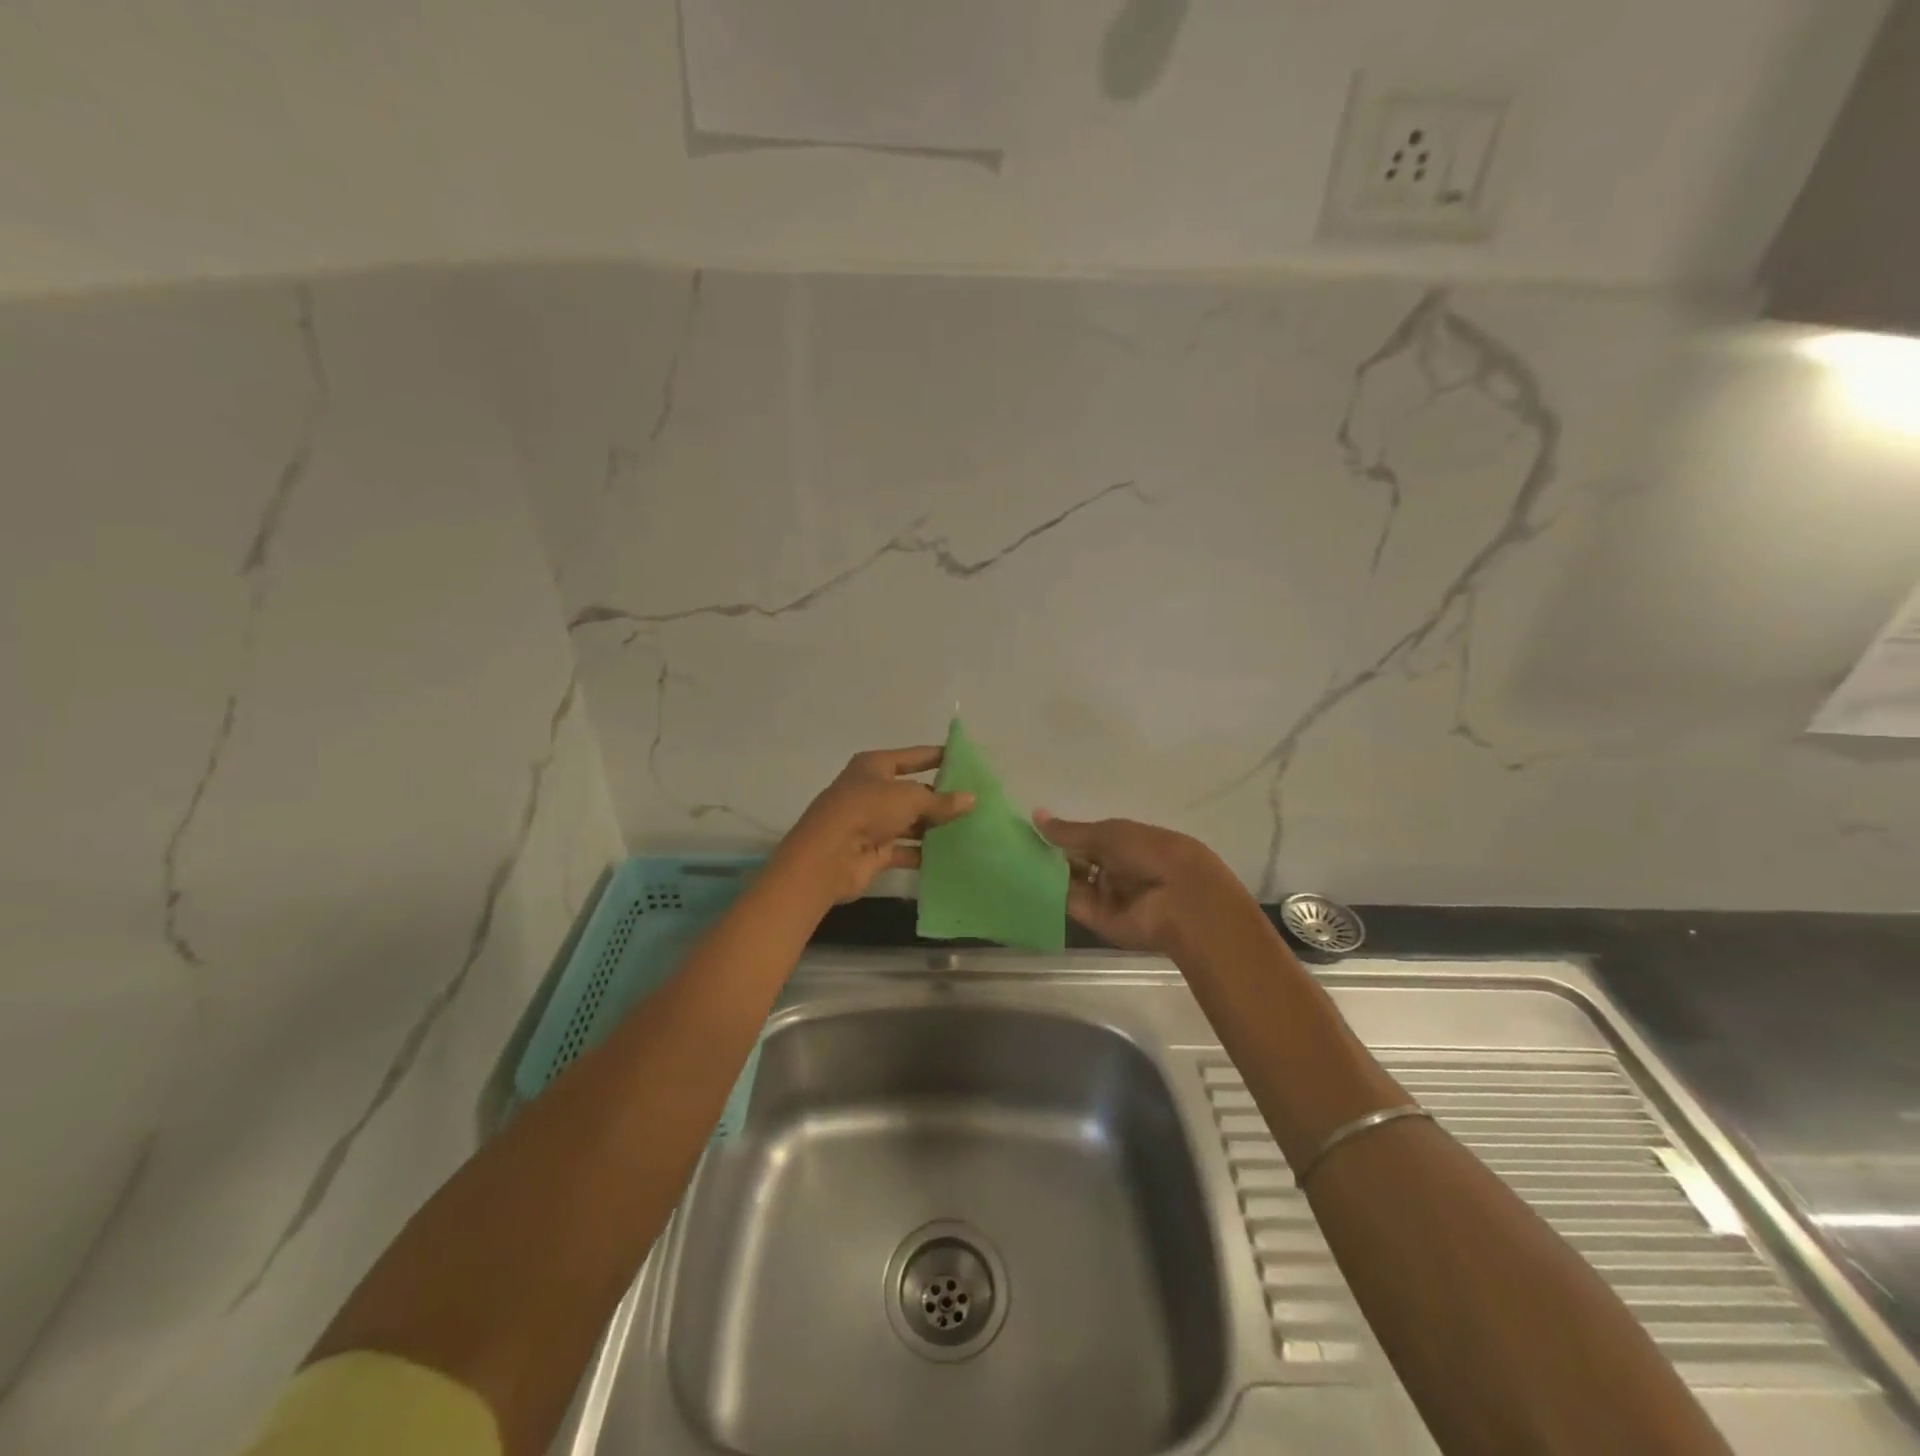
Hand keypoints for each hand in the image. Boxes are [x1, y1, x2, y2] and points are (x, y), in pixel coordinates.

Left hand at [775, 747, 974, 905]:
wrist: (828, 856)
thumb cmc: (867, 811)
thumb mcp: (909, 798)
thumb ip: (941, 801)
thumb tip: (971, 799)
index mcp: (874, 766)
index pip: (913, 757)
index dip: (937, 757)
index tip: (965, 760)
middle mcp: (871, 791)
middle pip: (912, 792)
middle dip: (940, 797)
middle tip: (974, 801)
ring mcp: (872, 823)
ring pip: (909, 822)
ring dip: (933, 827)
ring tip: (969, 829)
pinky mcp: (874, 852)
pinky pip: (905, 849)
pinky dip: (923, 853)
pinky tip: (950, 855)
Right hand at [1032, 810, 1238, 953]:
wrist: (1182, 901)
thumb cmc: (1150, 853)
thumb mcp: (1109, 834)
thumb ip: (1070, 831)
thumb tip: (1036, 815)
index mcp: (1127, 843)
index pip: (1089, 838)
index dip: (1063, 834)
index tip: (1032, 829)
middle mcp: (1117, 869)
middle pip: (1079, 862)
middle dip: (1053, 854)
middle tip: (1017, 845)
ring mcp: (1108, 896)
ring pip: (1073, 882)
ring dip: (1049, 873)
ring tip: (1015, 860)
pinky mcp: (1099, 920)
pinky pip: (1072, 904)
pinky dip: (1052, 893)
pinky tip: (1027, 880)